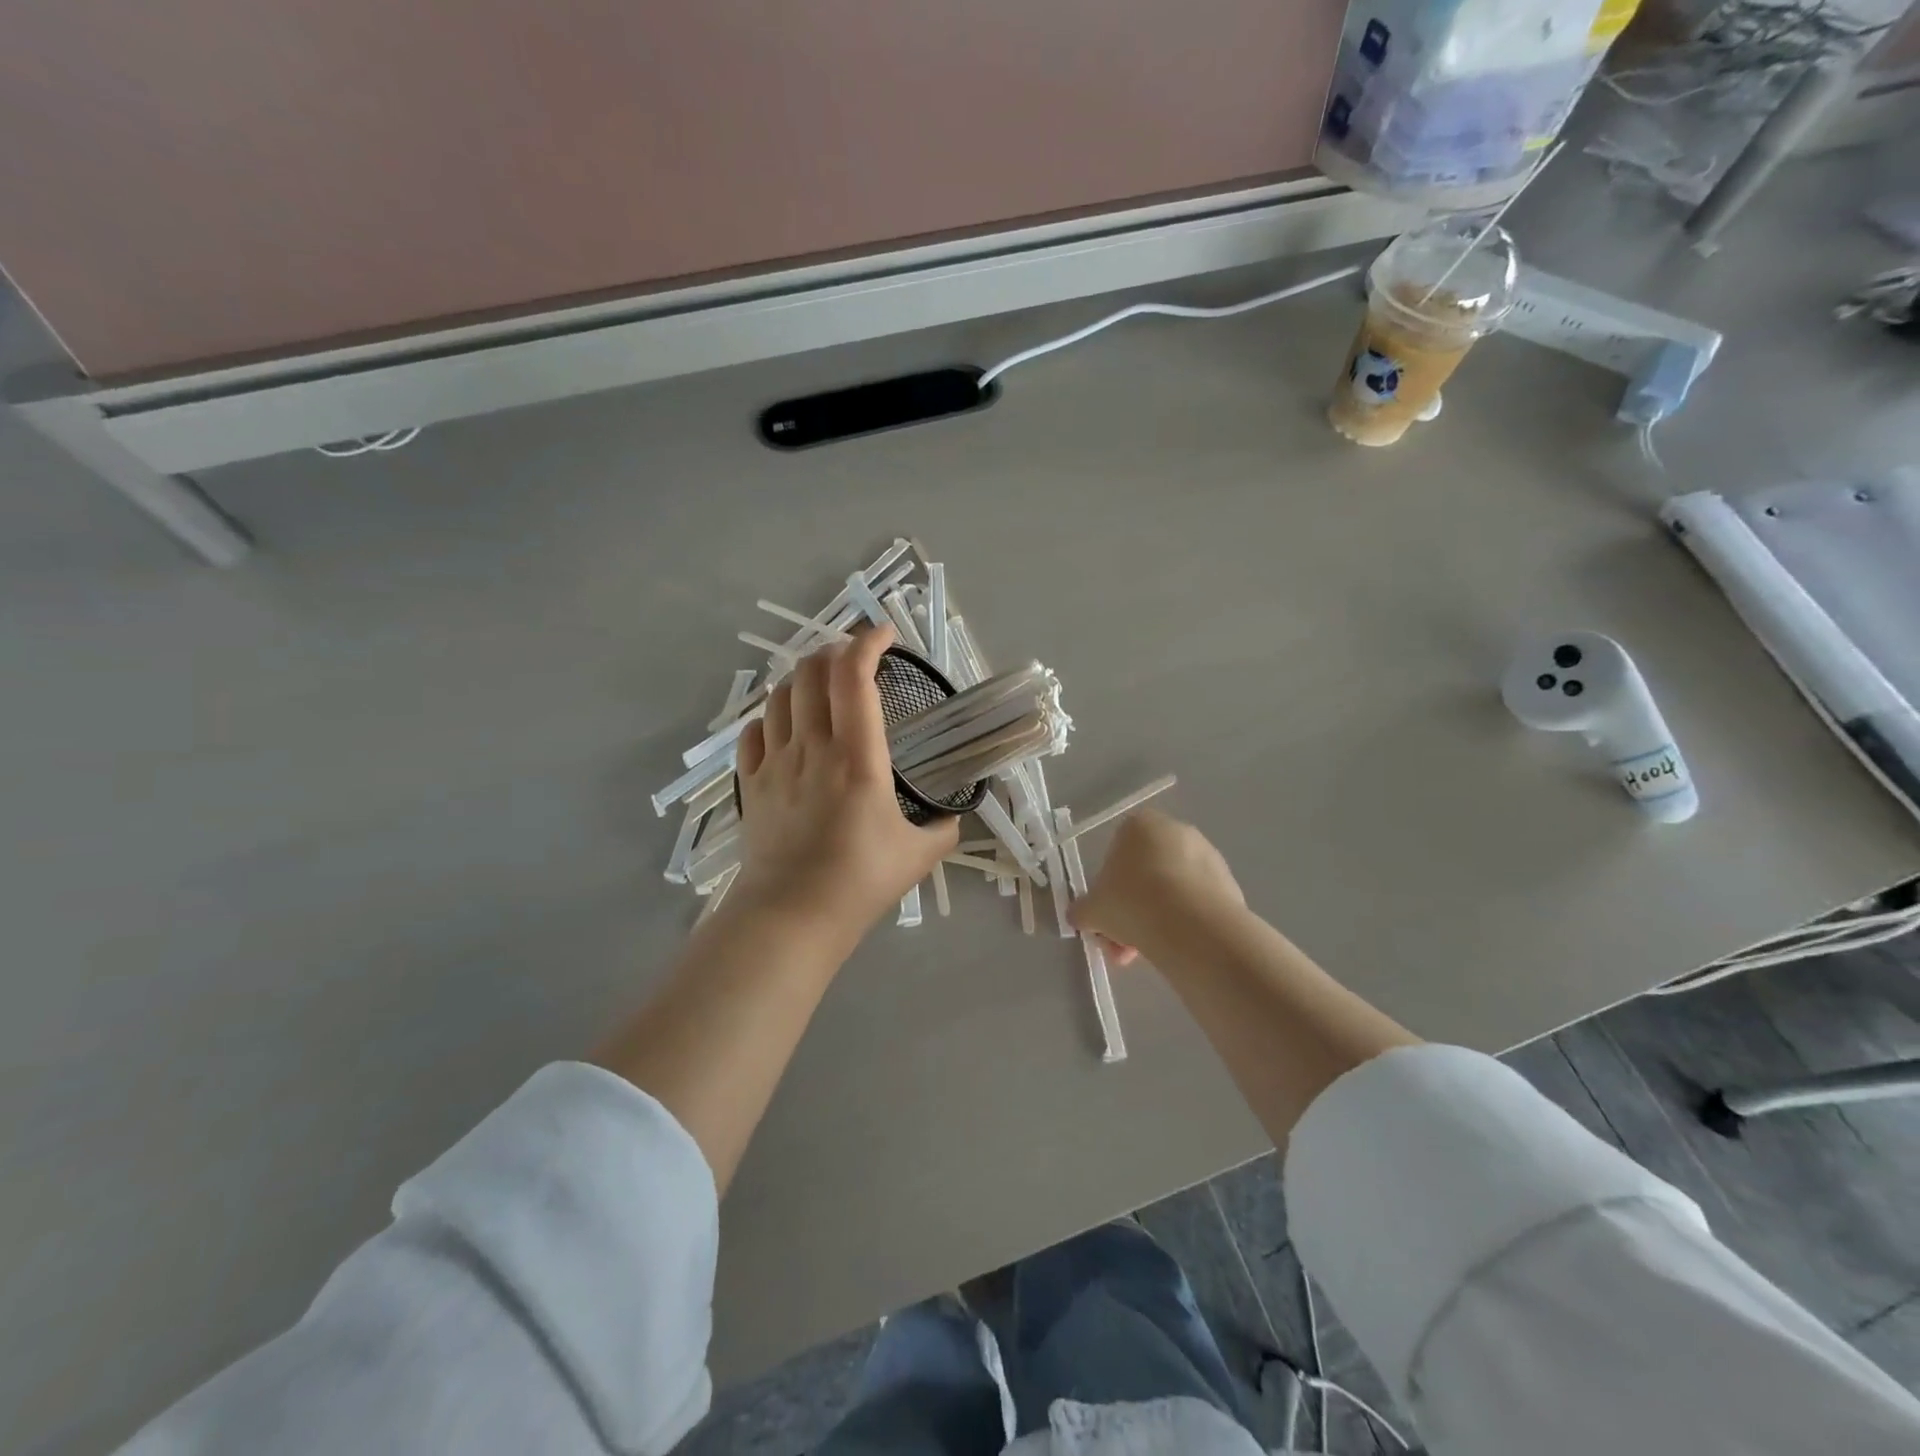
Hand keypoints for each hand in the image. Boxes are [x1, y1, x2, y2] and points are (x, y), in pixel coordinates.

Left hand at [735, 625, 958, 936]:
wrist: (792, 915)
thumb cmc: (860, 880)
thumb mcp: (919, 855)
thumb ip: (942, 829)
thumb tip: (952, 818)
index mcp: (857, 756)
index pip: (855, 676)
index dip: (869, 642)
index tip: (887, 634)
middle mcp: (812, 746)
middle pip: (811, 671)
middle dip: (834, 651)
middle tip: (856, 660)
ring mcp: (775, 762)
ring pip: (780, 695)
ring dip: (803, 678)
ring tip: (822, 685)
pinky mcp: (751, 783)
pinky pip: (754, 731)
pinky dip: (771, 716)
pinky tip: (784, 725)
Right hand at [1070, 809, 1244, 964]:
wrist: (1191, 926)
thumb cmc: (1131, 903)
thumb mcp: (1091, 910)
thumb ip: (1082, 910)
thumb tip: (1079, 916)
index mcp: (1138, 825)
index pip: (1116, 852)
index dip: (1108, 889)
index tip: (1106, 917)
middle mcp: (1176, 831)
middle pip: (1144, 874)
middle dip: (1132, 911)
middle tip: (1123, 945)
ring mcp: (1207, 855)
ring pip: (1170, 891)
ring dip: (1156, 919)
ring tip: (1148, 954)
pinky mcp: (1229, 883)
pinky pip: (1196, 903)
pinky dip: (1184, 922)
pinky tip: (1177, 948)